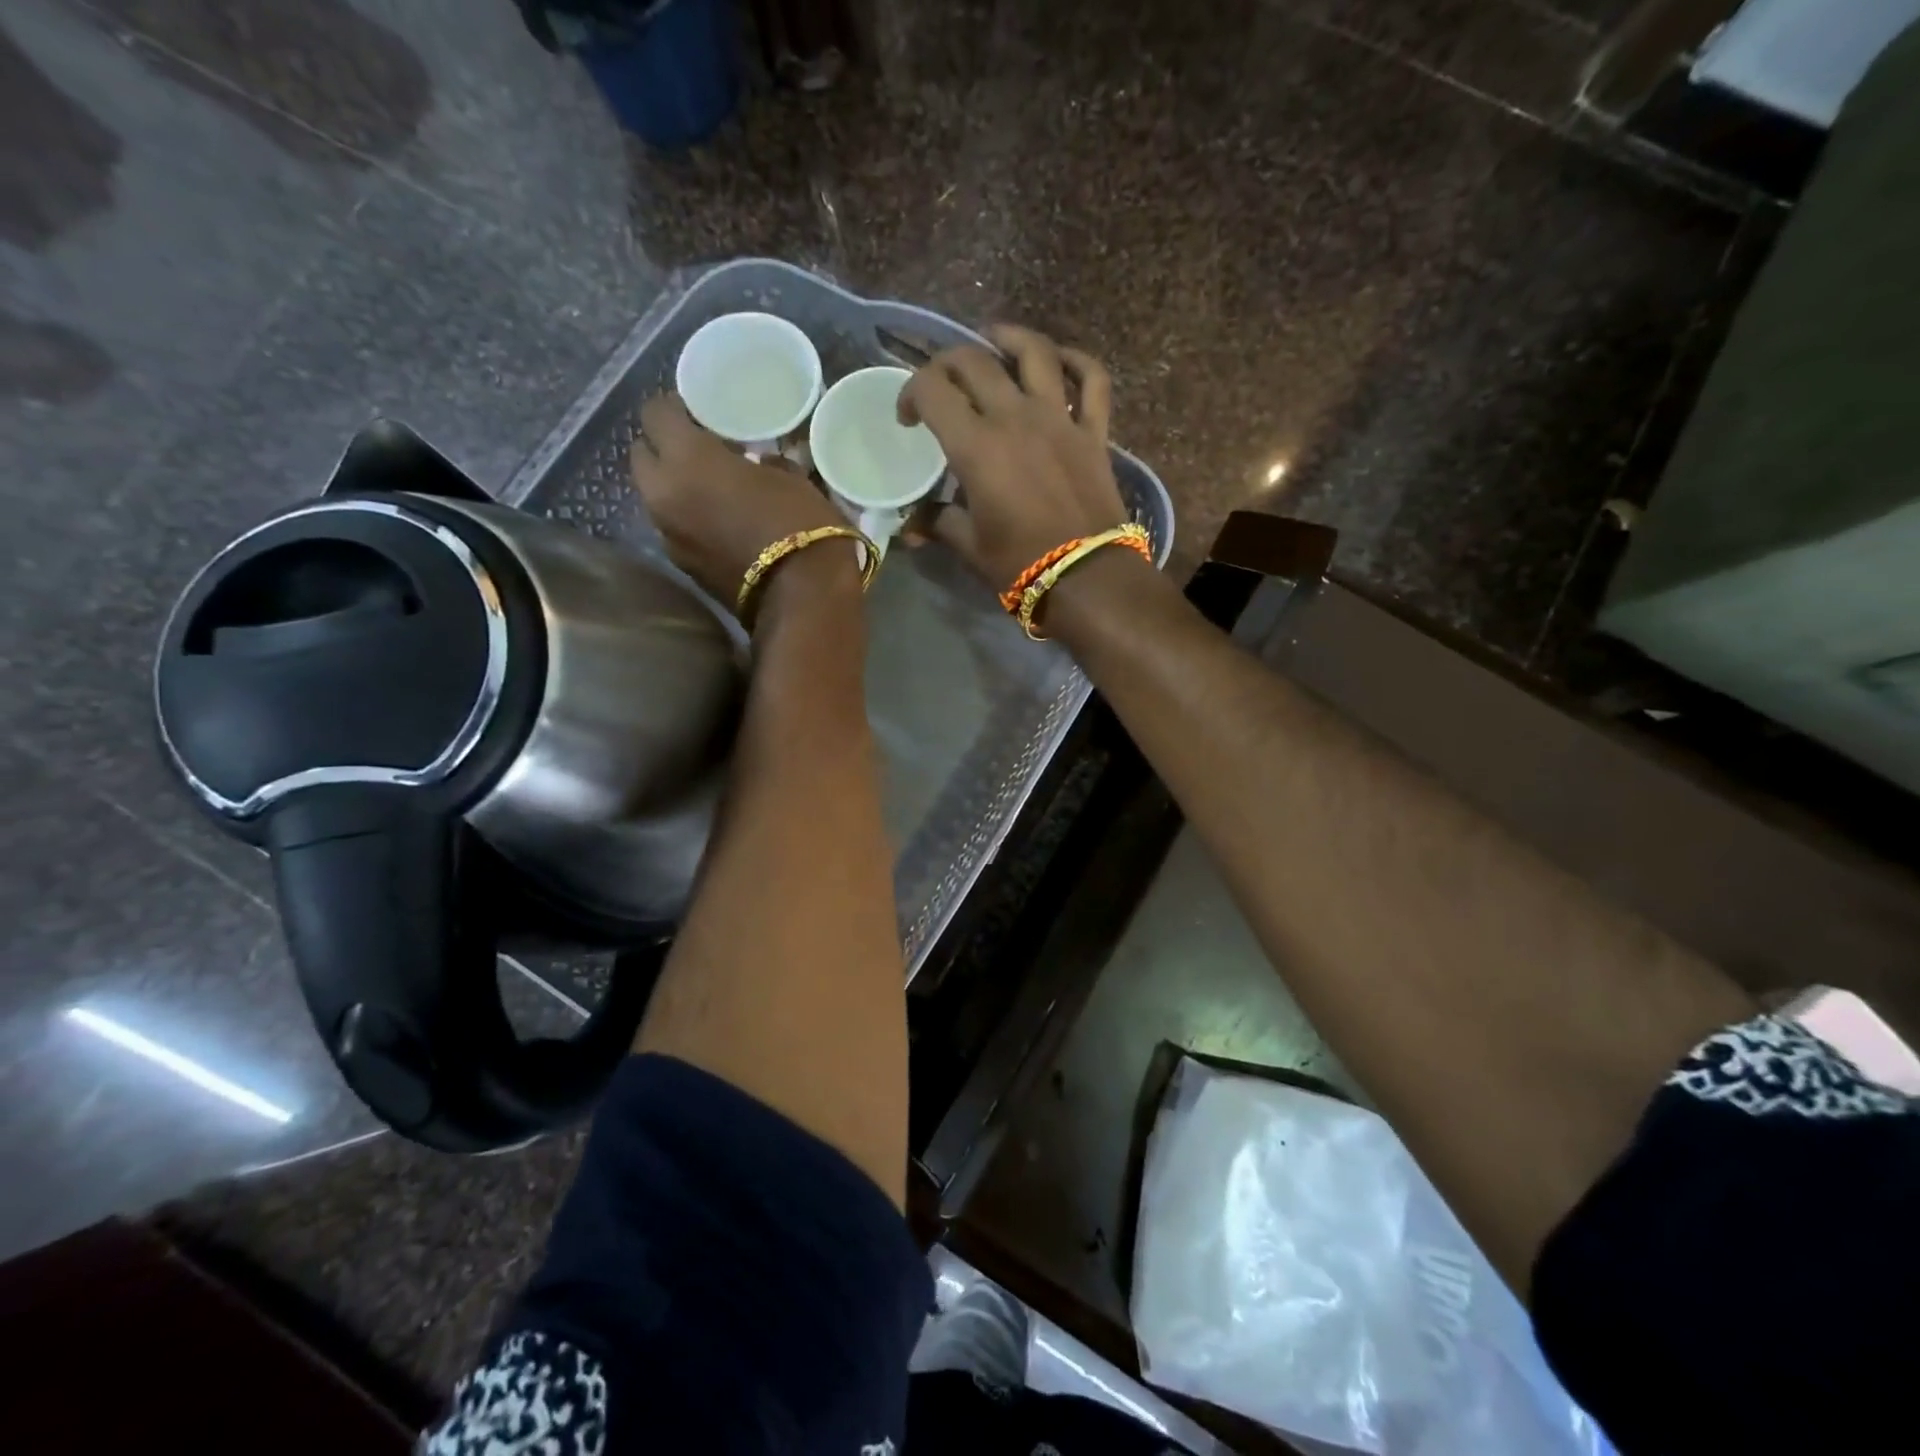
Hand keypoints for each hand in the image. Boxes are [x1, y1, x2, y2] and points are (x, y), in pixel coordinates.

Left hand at [631, 393, 854, 611]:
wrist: (803, 598)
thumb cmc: (802, 525)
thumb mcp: (791, 477)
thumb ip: (760, 461)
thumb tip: (754, 464)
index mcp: (687, 459)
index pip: (656, 413)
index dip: (675, 408)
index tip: (699, 413)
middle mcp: (663, 493)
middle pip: (642, 455)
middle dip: (665, 448)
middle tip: (700, 451)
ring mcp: (668, 534)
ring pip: (656, 496)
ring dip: (675, 488)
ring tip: (712, 490)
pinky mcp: (682, 566)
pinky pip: (674, 528)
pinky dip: (688, 520)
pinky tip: (719, 523)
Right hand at [898, 324, 1129, 591]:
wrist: (1087, 578)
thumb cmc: (1020, 565)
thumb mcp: (971, 546)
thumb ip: (939, 523)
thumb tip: (911, 527)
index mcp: (976, 446)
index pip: (933, 390)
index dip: (911, 392)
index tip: (908, 418)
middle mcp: (1015, 417)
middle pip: (975, 362)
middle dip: (947, 363)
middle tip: (941, 382)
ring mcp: (1060, 419)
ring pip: (1034, 353)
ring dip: (1009, 338)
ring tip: (993, 339)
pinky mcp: (1094, 431)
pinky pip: (1092, 380)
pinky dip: (1078, 361)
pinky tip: (1061, 360)